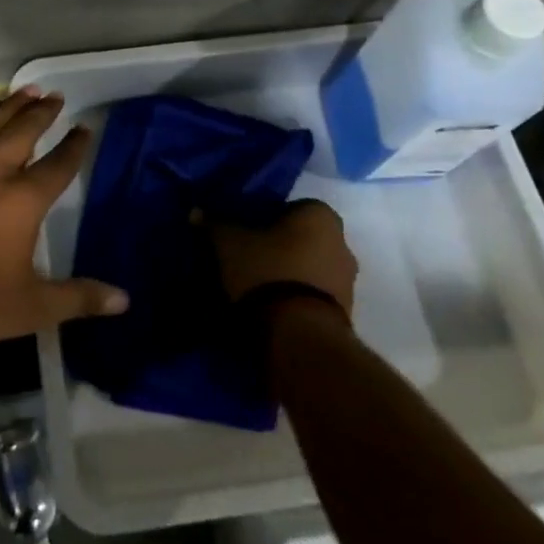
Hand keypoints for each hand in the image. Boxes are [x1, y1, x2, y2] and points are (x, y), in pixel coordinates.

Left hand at [0, 86, 128, 347]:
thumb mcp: (31, 307)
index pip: (58, 165)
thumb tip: (124, 300)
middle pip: (23, 132)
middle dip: (41, 113)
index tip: (84, 128)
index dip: (74, 146)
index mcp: (22, 199)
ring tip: (26, 92)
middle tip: (55, 95)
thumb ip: (77, 298)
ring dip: (11, 109)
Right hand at [206, 198, 357, 315]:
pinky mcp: (345, 314)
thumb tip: (196, 212)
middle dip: (279, 246)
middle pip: (302, 238)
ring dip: (290, 273)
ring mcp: (348, 281)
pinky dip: (297, 297)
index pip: (289, 207)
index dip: (265, 218)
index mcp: (320, 215)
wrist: (298, 336)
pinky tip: (273, 307)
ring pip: (310, 267)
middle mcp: (342, 243)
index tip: (245, 232)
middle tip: (249, 257)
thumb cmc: (266, 272)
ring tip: (258, 286)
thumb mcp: (229, 244)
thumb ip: (214, 224)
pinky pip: (314, 295)